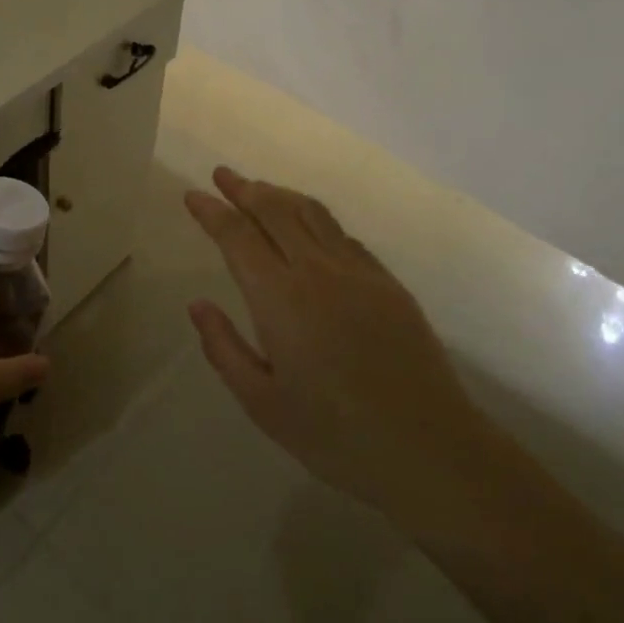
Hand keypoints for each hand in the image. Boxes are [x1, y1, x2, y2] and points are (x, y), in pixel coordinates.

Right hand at [184, 167, 492, 526]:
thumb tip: (198, 304)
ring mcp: (358, 272)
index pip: (238, 236)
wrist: (430, 448)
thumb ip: (224, 348)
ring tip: (259, 189)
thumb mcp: (263, 404)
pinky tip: (309, 228)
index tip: (193, 194)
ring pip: (312, 214)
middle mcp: (317, 271)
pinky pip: (343, 236)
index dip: (212, 211)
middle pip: (275, 211)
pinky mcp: (388, 283)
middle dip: (244, 188)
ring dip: (280, 195)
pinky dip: (316, 220)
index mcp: (280, 299)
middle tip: (222, 174)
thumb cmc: (336, 435)